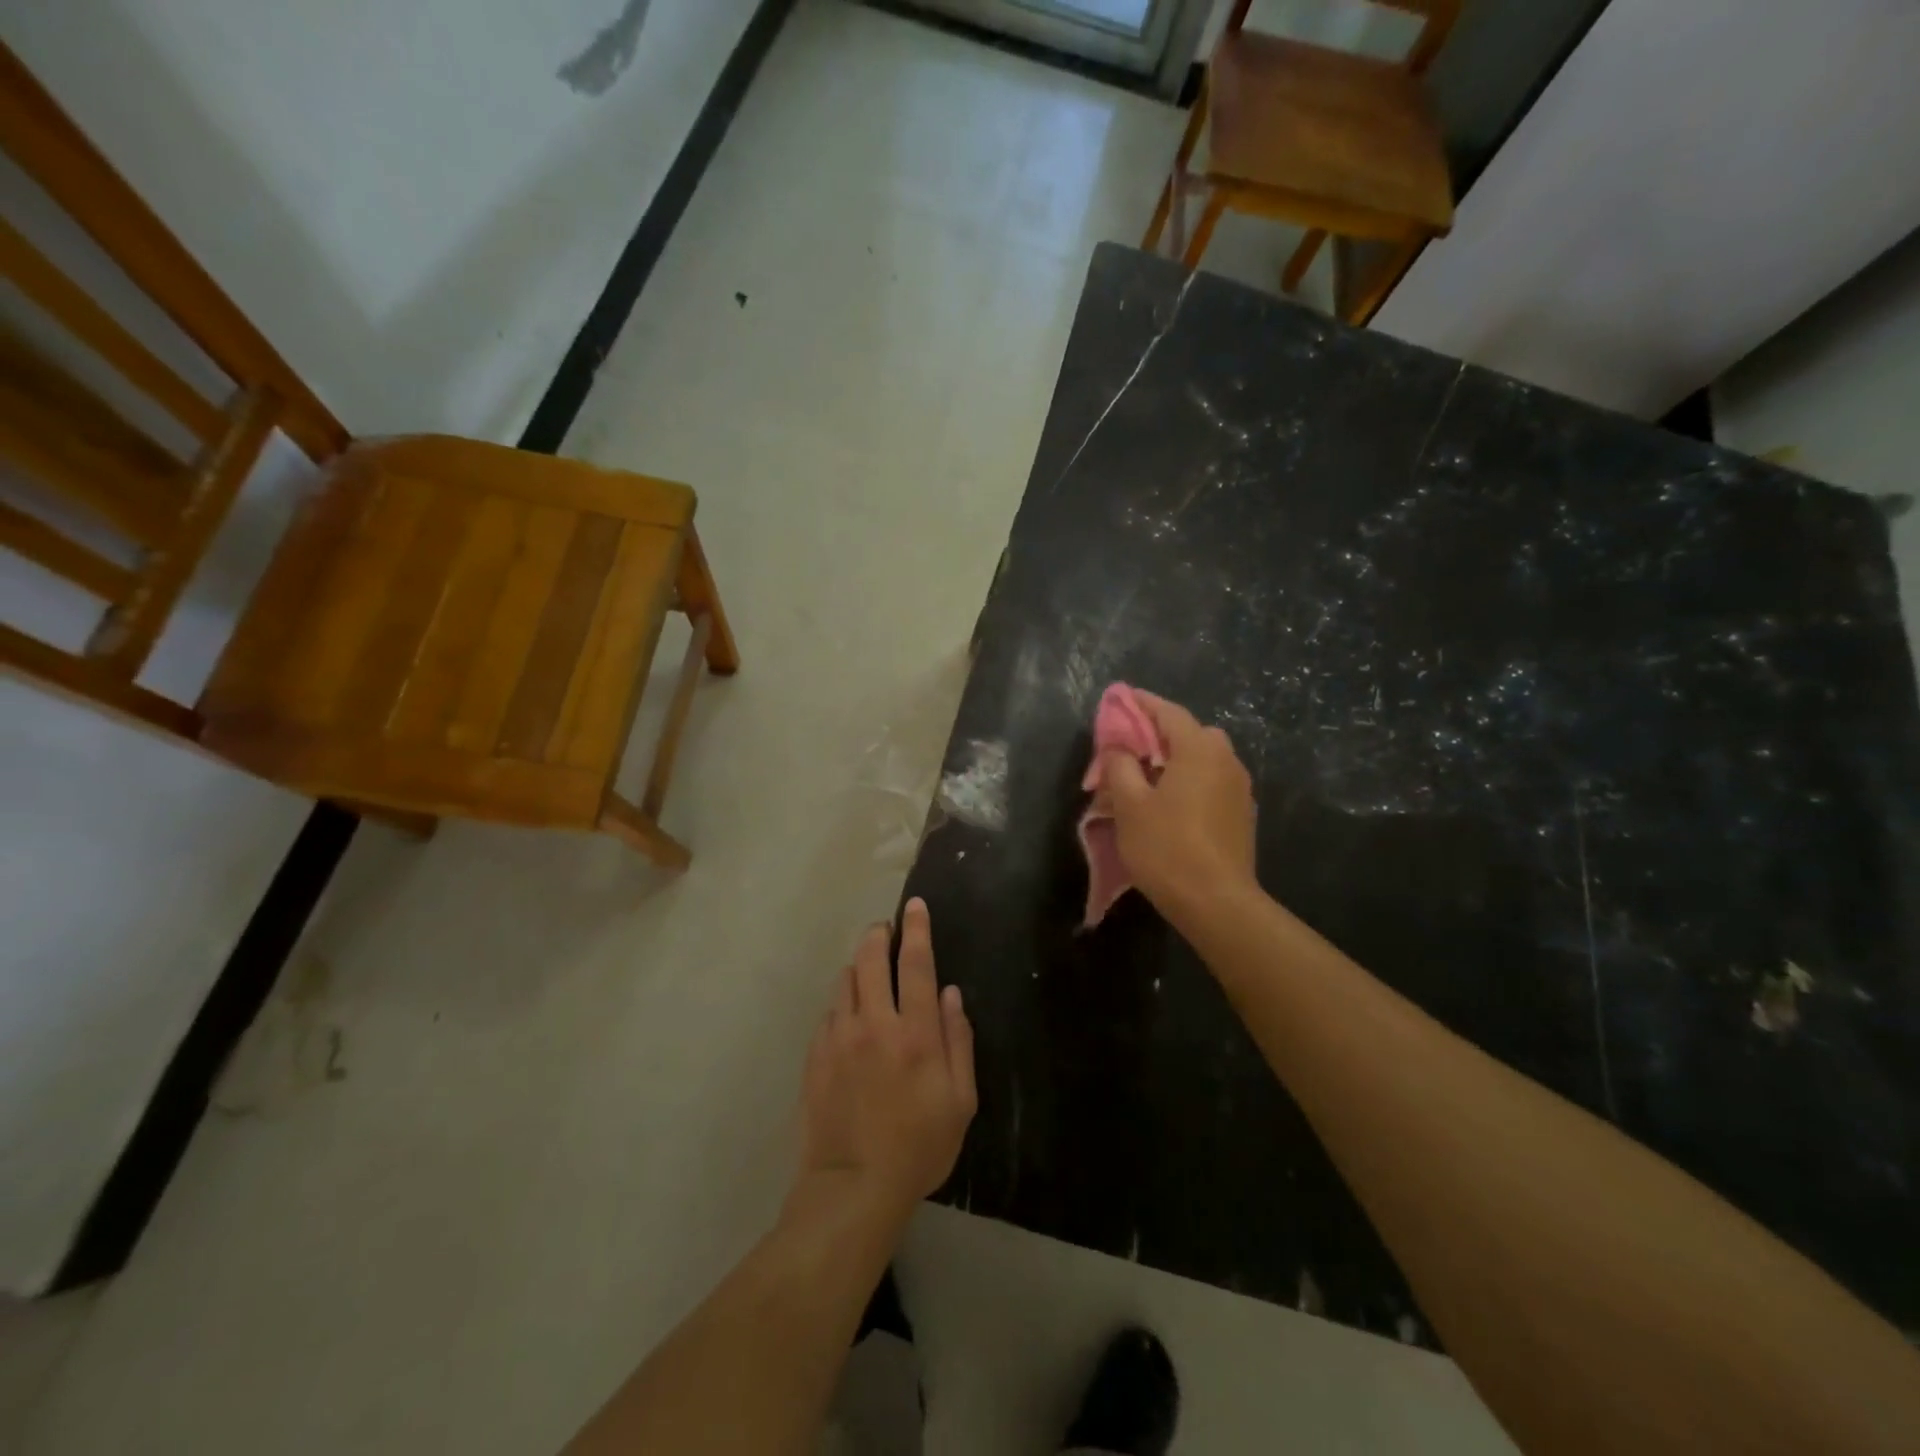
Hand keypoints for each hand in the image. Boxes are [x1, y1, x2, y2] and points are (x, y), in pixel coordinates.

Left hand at [790, 898, 976, 1232]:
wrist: (852, 1187)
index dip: (918, 929)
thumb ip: (959, 1041)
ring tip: (871, 971)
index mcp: (916, 1033)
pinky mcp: (816, 1053)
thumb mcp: (960, 1102)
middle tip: (887, 930)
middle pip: (872, 957)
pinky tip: (851, 1015)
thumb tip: (952, 993)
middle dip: (880, 934)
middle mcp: (875, 1023)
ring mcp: (840, 1036)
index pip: (917, 964)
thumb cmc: (918, 1147)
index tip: (915, 906)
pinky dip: (844, 1000)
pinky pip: (830, 1010)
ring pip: (846, 978)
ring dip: (861, 964)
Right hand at [1101, 691, 1257, 922]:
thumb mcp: (1129, 805)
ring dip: (1175, 759)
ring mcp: (1239, 788)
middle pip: (1189, 733)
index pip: (1168, 712)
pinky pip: (1211, 782)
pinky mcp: (1241, 814)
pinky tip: (1170, 803)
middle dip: (1159, 733)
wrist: (1216, 902)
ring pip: (1202, 759)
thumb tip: (1119, 747)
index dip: (1141, 703)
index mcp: (1199, 749)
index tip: (1120, 699)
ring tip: (1146, 777)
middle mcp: (1226, 760)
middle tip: (1130, 747)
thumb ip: (1120, 766)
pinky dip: (1189, 780)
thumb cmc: (1167, 847)